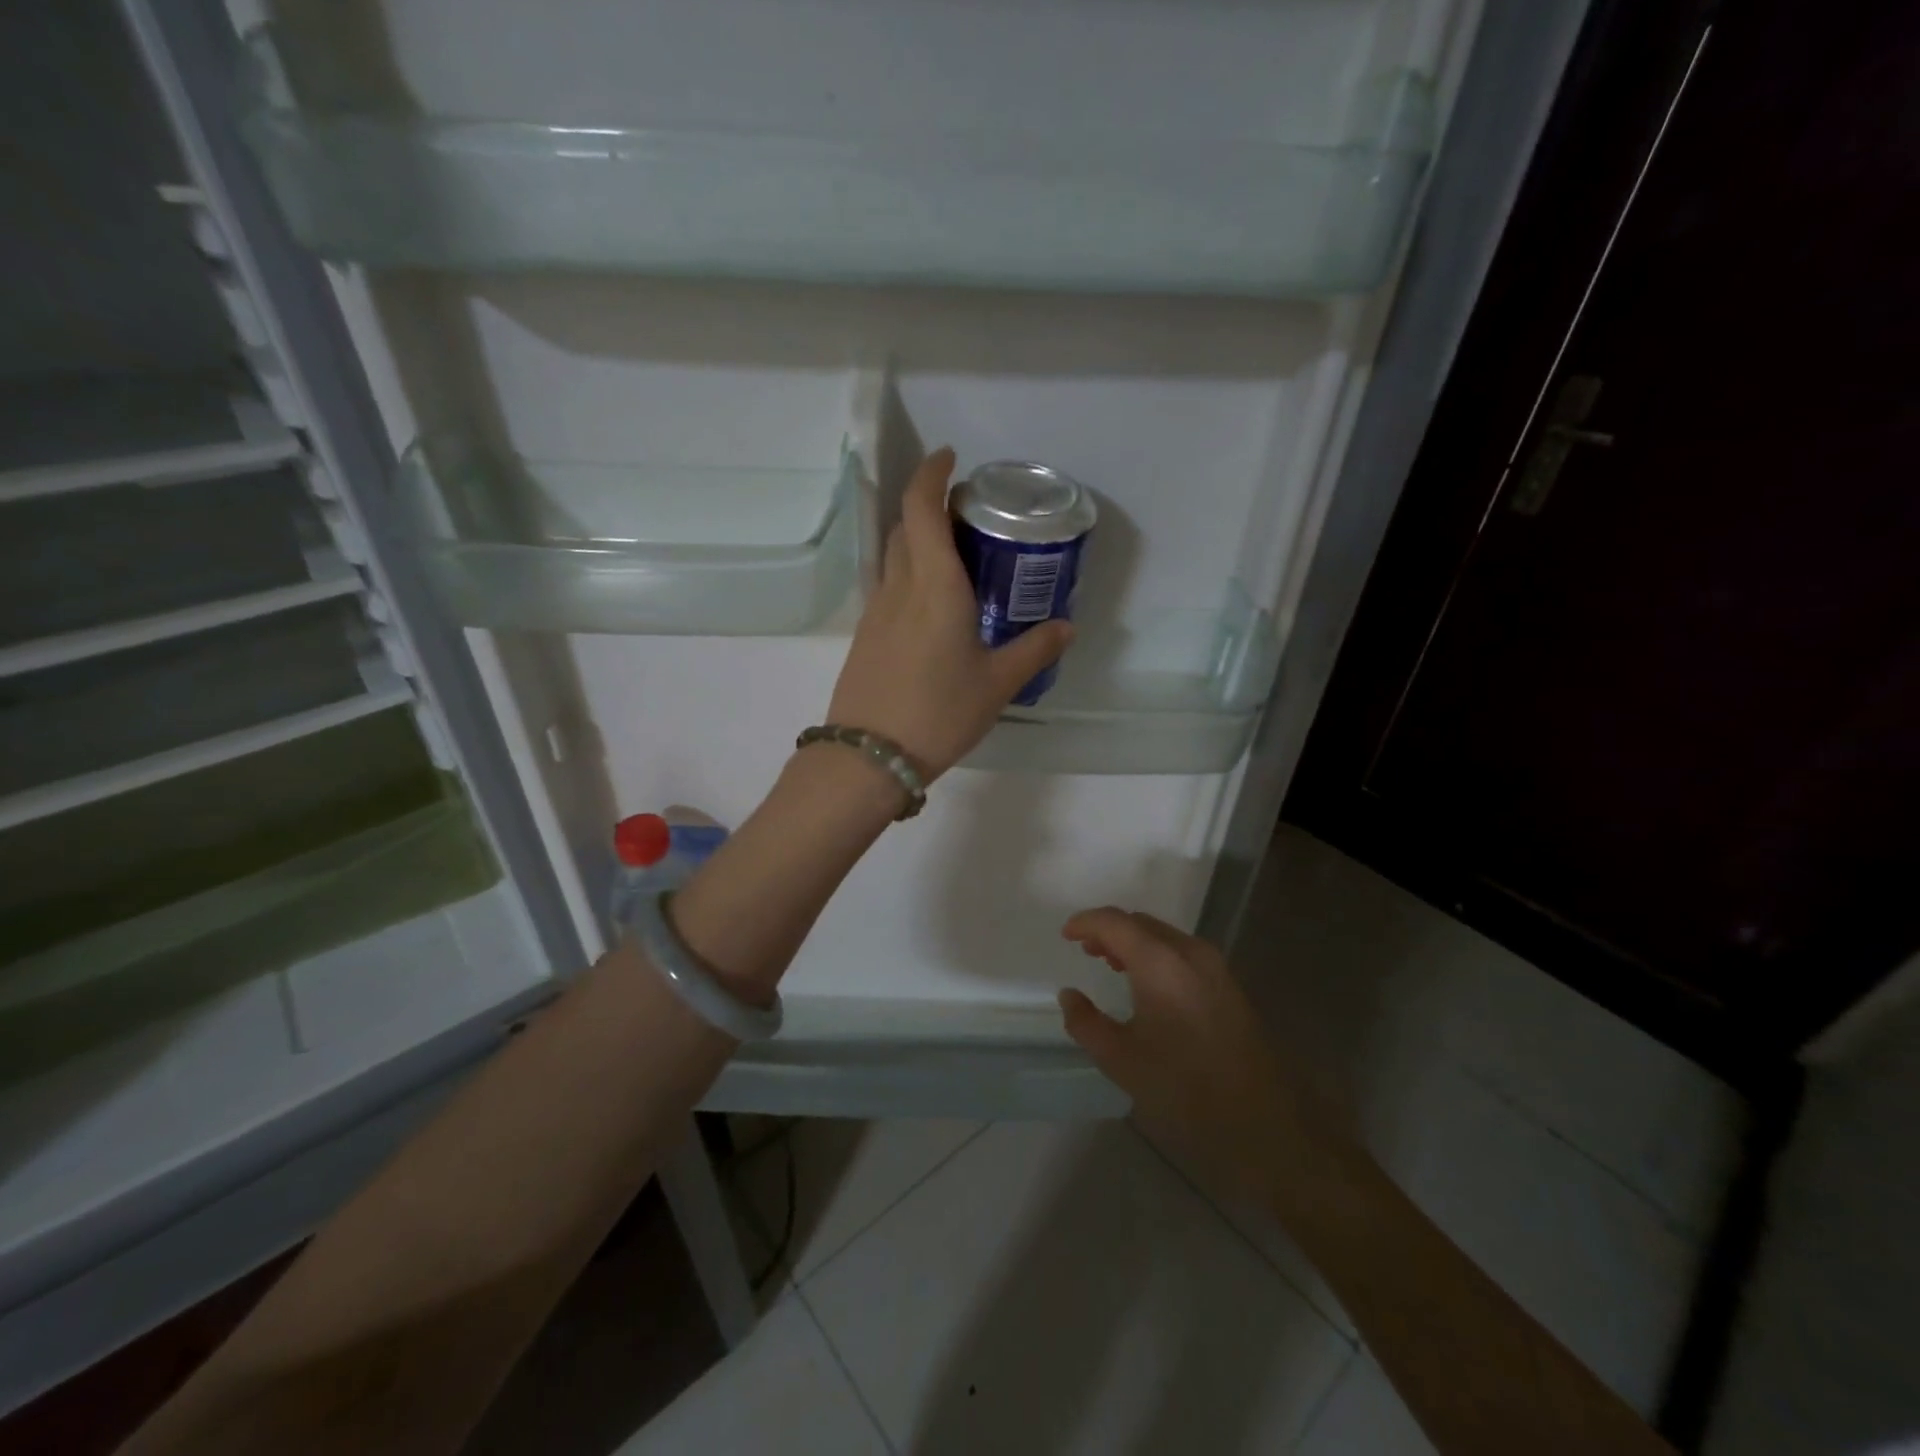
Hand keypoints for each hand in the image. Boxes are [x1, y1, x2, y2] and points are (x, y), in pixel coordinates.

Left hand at [826, 447, 1072, 779]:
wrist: (870, 756)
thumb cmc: (939, 713)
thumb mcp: (997, 684)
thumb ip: (1034, 650)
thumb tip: (1066, 627)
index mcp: (935, 585)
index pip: (921, 507)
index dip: (932, 473)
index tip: (950, 458)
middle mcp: (900, 587)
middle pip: (904, 526)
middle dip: (929, 505)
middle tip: (967, 513)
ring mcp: (876, 611)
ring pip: (894, 556)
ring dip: (917, 539)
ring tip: (955, 555)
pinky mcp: (866, 635)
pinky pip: (889, 586)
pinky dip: (909, 573)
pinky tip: (934, 604)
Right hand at [1057, 907, 1320, 1202]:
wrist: (1266, 1125)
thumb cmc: (1186, 1091)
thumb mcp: (1122, 1062)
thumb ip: (1086, 1023)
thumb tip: (1069, 995)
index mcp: (1160, 963)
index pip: (1115, 922)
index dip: (1085, 922)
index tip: (1065, 935)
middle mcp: (1190, 952)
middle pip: (1141, 923)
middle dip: (1110, 930)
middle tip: (1085, 950)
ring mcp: (1216, 967)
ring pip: (1165, 936)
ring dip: (1135, 942)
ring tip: (1111, 963)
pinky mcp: (1230, 985)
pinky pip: (1183, 952)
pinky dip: (1158, 954)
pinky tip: (1148, 984)